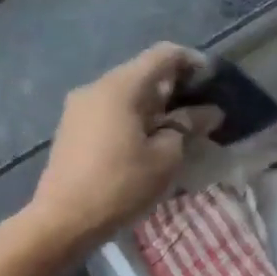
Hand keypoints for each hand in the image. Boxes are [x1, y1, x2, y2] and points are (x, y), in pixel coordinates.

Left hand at [19, 43, 221, 260]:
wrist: (63, 221)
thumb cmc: (120, 186)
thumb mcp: (164, 158)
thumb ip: (187, 127)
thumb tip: (207, 113)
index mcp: (120, 86)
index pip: (163, 55)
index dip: (193, 63)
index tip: (213, 83)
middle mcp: (95, 88)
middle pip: (142, 74)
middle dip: (174, 89)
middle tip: (200, 113)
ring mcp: (78, 109)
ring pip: (124, 95)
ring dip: (153, 107)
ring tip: (176, 132)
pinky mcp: (70, 130)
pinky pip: (108, 113)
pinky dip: (132, 119)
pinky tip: (146, 143)